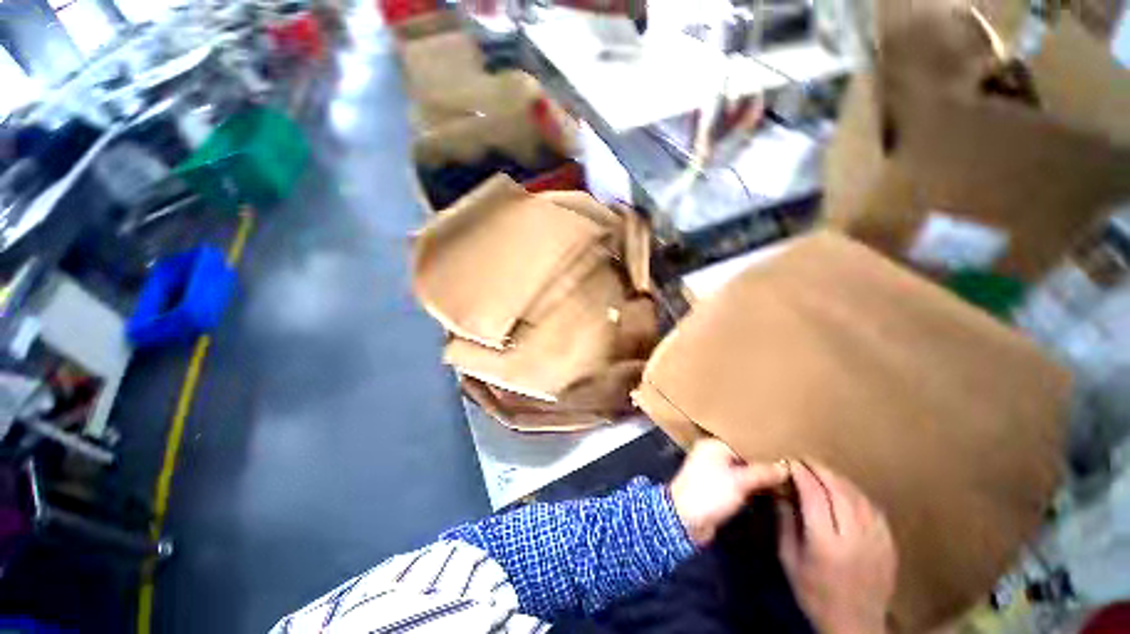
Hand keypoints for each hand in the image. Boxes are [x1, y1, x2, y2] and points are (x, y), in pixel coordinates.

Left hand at [669, 438, 788, 546]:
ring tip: (785, 474)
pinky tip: (769, 487)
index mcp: (714, 445)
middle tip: (790, 463)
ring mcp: (714, 470)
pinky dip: (751, 483)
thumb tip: (786, 466)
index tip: (787, 449)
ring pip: (741, 468)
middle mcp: (712, 453)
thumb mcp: (739, 481)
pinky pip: (737, 481)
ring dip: (758, 473)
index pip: (743, 440)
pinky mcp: (716, 487)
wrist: (685, 519)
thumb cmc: (710, 492)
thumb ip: (763, 472)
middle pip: (742, 454)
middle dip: (763, 460)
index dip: (764, 446)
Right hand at [777, 460, 896, 633]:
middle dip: (821, 471)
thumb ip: (786, 524)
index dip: (802, 475)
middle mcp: (854, 538)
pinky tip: (849, 492)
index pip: (814, 496)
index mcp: (826, 543)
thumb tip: (781, 492)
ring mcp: (876, 541)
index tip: (791, 462)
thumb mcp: (789, 560)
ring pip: (859, 498)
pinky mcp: (889, 546)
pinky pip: (874, 510)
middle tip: (806, 460)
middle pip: (839, 492)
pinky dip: (858, 495)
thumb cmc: (814, 593)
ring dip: (840, 480)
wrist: (854, 625)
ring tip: (825, 472)